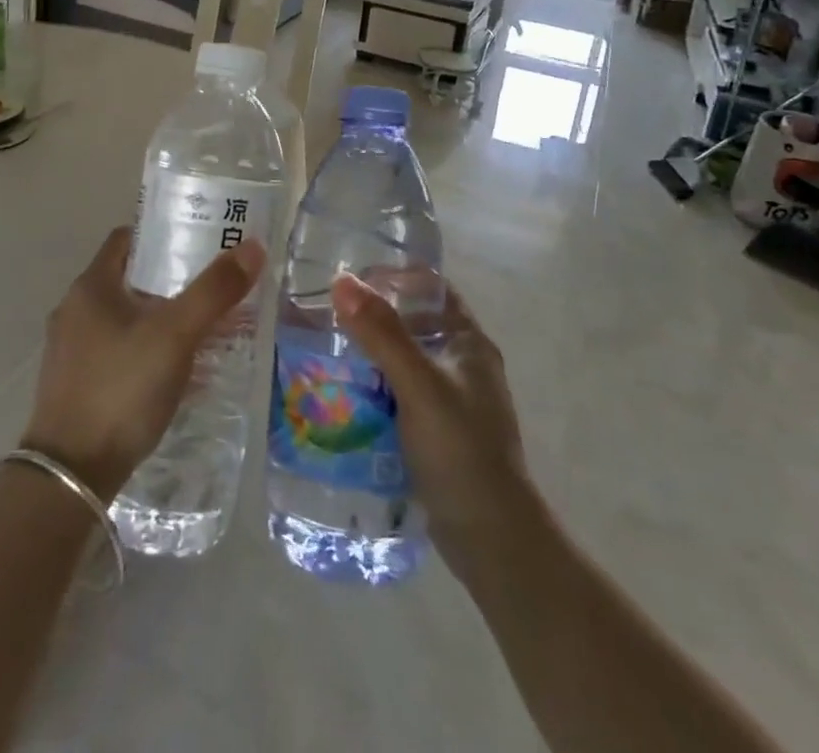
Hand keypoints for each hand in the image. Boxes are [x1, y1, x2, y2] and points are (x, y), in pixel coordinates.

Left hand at [22, 227, 266, 501]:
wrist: (70, 476)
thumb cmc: (121, 389)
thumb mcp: (175, 335)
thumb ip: (214, 291)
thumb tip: (252, 246)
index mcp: (91, 286)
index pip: (128, 239)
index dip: (163, 234)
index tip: (200, 240)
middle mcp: (75, 310)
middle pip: (129, 279)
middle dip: (171, 281)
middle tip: (213, 286)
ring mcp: (71, 350)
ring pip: (125, 318)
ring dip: (160, 319)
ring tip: (204, 329)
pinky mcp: (75, 385)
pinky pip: (118, 352)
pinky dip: (147, 351)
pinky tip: (176, 372)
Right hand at [332, 275, 539, 575]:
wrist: (493, 541)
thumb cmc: (461, 451)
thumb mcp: (418, 385)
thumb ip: (381, 333)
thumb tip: (342, 280)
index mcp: (468, 342)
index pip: (431, 288)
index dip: (394, 276)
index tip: (351, 280)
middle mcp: (463, 365)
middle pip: (413, 323)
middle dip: (372, 319)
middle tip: (326, 318)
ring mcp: (451, 401)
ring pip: (403, 362)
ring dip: (369, 356)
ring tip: (325, 354)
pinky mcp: (437, 433)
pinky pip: (399, 396)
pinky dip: (374, 391)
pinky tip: (344, 398)